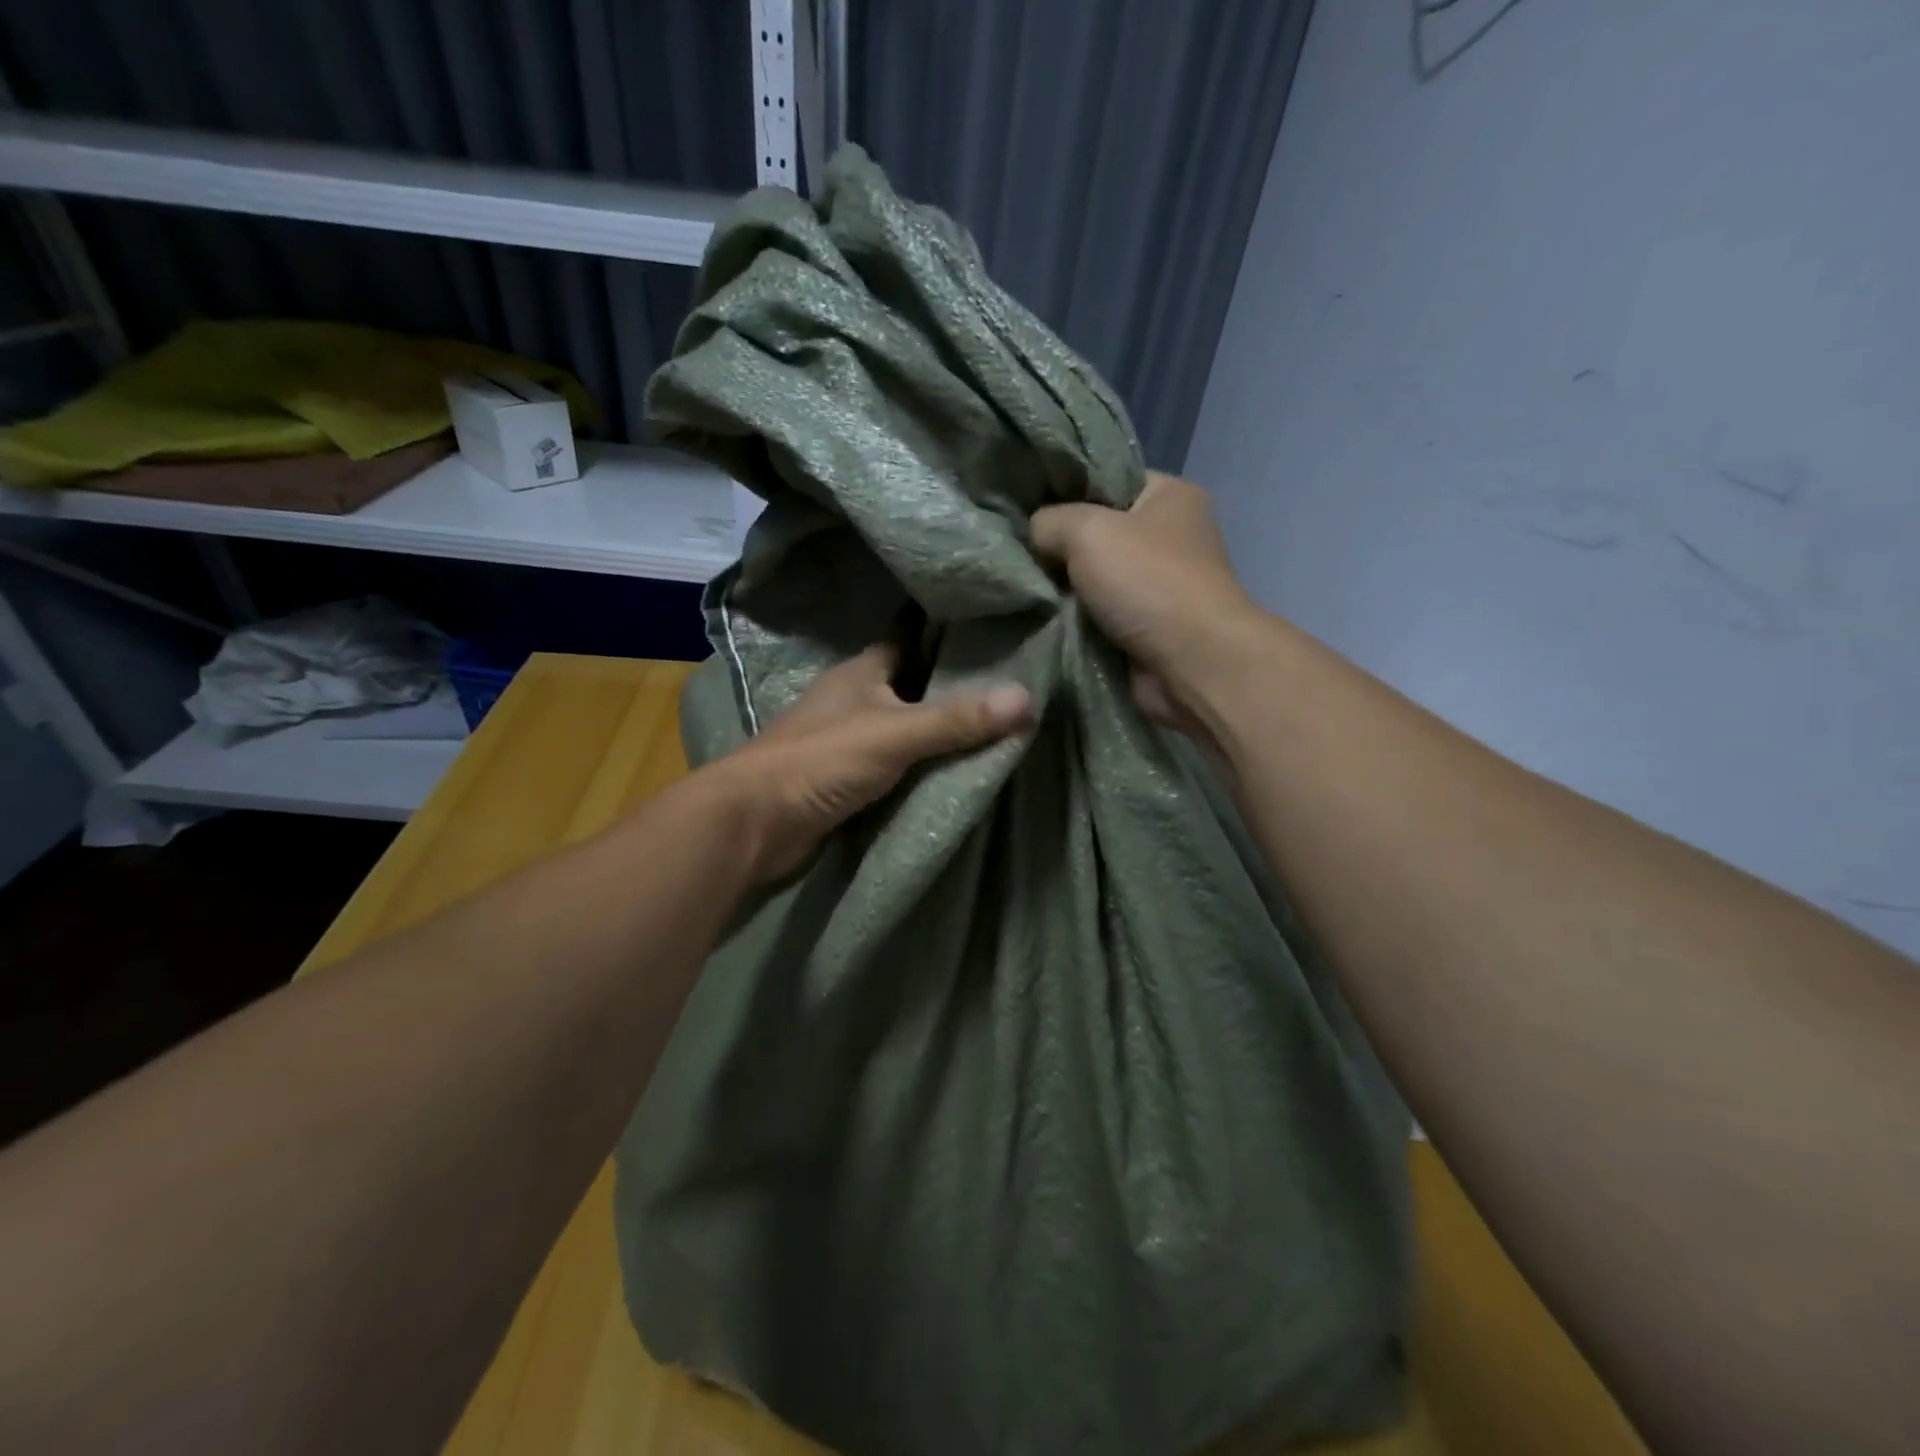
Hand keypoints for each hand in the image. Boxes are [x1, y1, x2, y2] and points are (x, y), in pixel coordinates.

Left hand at [704, 643, 1031, 882]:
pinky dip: (918, 766)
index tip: (996, 636)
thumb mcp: (895, 734)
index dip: (948, 636)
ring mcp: (845, 739)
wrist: (756, 822)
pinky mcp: (843, 778)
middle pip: (911, 685)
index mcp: (861, 671)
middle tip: (1008, 689)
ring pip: (902, 726)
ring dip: (935, 731)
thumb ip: (956, 719)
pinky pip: (892, 764)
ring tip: (993, 729)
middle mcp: (853, 698)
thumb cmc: (821, 761)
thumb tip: (1027, 698)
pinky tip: (951, 771)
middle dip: (951, 688)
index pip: (910, 639)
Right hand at [1031, 472, 1263, 738]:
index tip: (1022, 507)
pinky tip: (1040, 617)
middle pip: (1095, 532)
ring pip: (1092, 578)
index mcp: (1169, 495)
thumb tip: (1034, 533)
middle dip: (1057, 546)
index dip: (1063, 490)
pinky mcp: (1145, 627)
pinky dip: (1073, 620)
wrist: (1192, 665)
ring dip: (1062, 589)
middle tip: (1016, 553)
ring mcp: (1158, 585)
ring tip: (1020, 586)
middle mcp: (1168, 536)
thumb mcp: (1087, 531)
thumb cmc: (1149, 582)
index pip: (1106, 479)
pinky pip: (1096, 615)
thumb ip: (1050, 522)